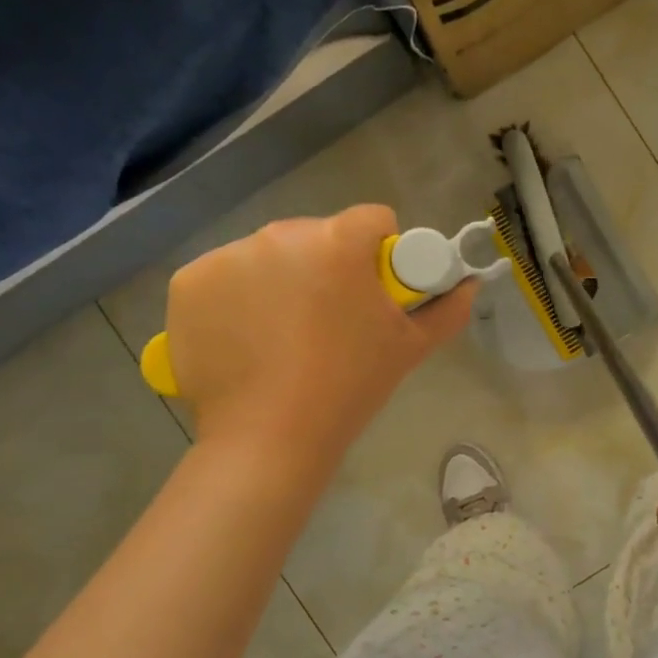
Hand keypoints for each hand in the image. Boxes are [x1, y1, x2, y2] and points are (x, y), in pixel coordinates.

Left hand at [164, 205, 474, 459]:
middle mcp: (280, 236)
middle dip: (327, 267)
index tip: (375, 291)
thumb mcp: (409, 349)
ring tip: (284, 337)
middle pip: (317, 236)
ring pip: (269, 256)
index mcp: (338, 244)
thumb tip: (469, 285)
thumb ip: (447, 310)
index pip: (373, 220)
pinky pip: (225, 277)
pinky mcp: (188, 283)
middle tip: (330, 322)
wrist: (269, 437)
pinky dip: (236, 299)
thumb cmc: (349, 387)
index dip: (382, 252)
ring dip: (281, 281)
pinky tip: (245, 339)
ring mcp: (227, 257)